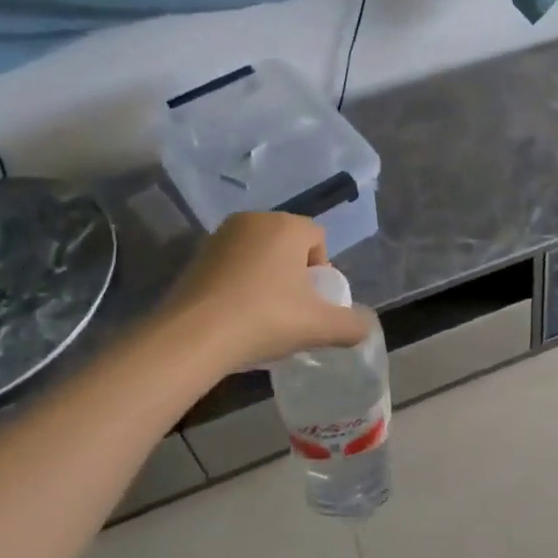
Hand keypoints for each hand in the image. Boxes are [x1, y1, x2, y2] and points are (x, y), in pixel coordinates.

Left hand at [155, 213, 371, 372]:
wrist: (193, 337)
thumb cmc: (265, 319)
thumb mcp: (319, 327)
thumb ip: (351, 325)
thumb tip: (365, 328)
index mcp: (287, 226)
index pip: (318, 239)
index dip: (322, 271)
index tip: (313, 303)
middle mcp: (254, 220)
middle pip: (287, 244)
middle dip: (293, 272)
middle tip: (291, 310)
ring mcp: (220, 236)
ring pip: (258, 253)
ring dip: (266, 277)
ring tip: (262, 315)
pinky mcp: (195, 256)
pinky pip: (231, 265)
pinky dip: (238, 284)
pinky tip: (235, 315)